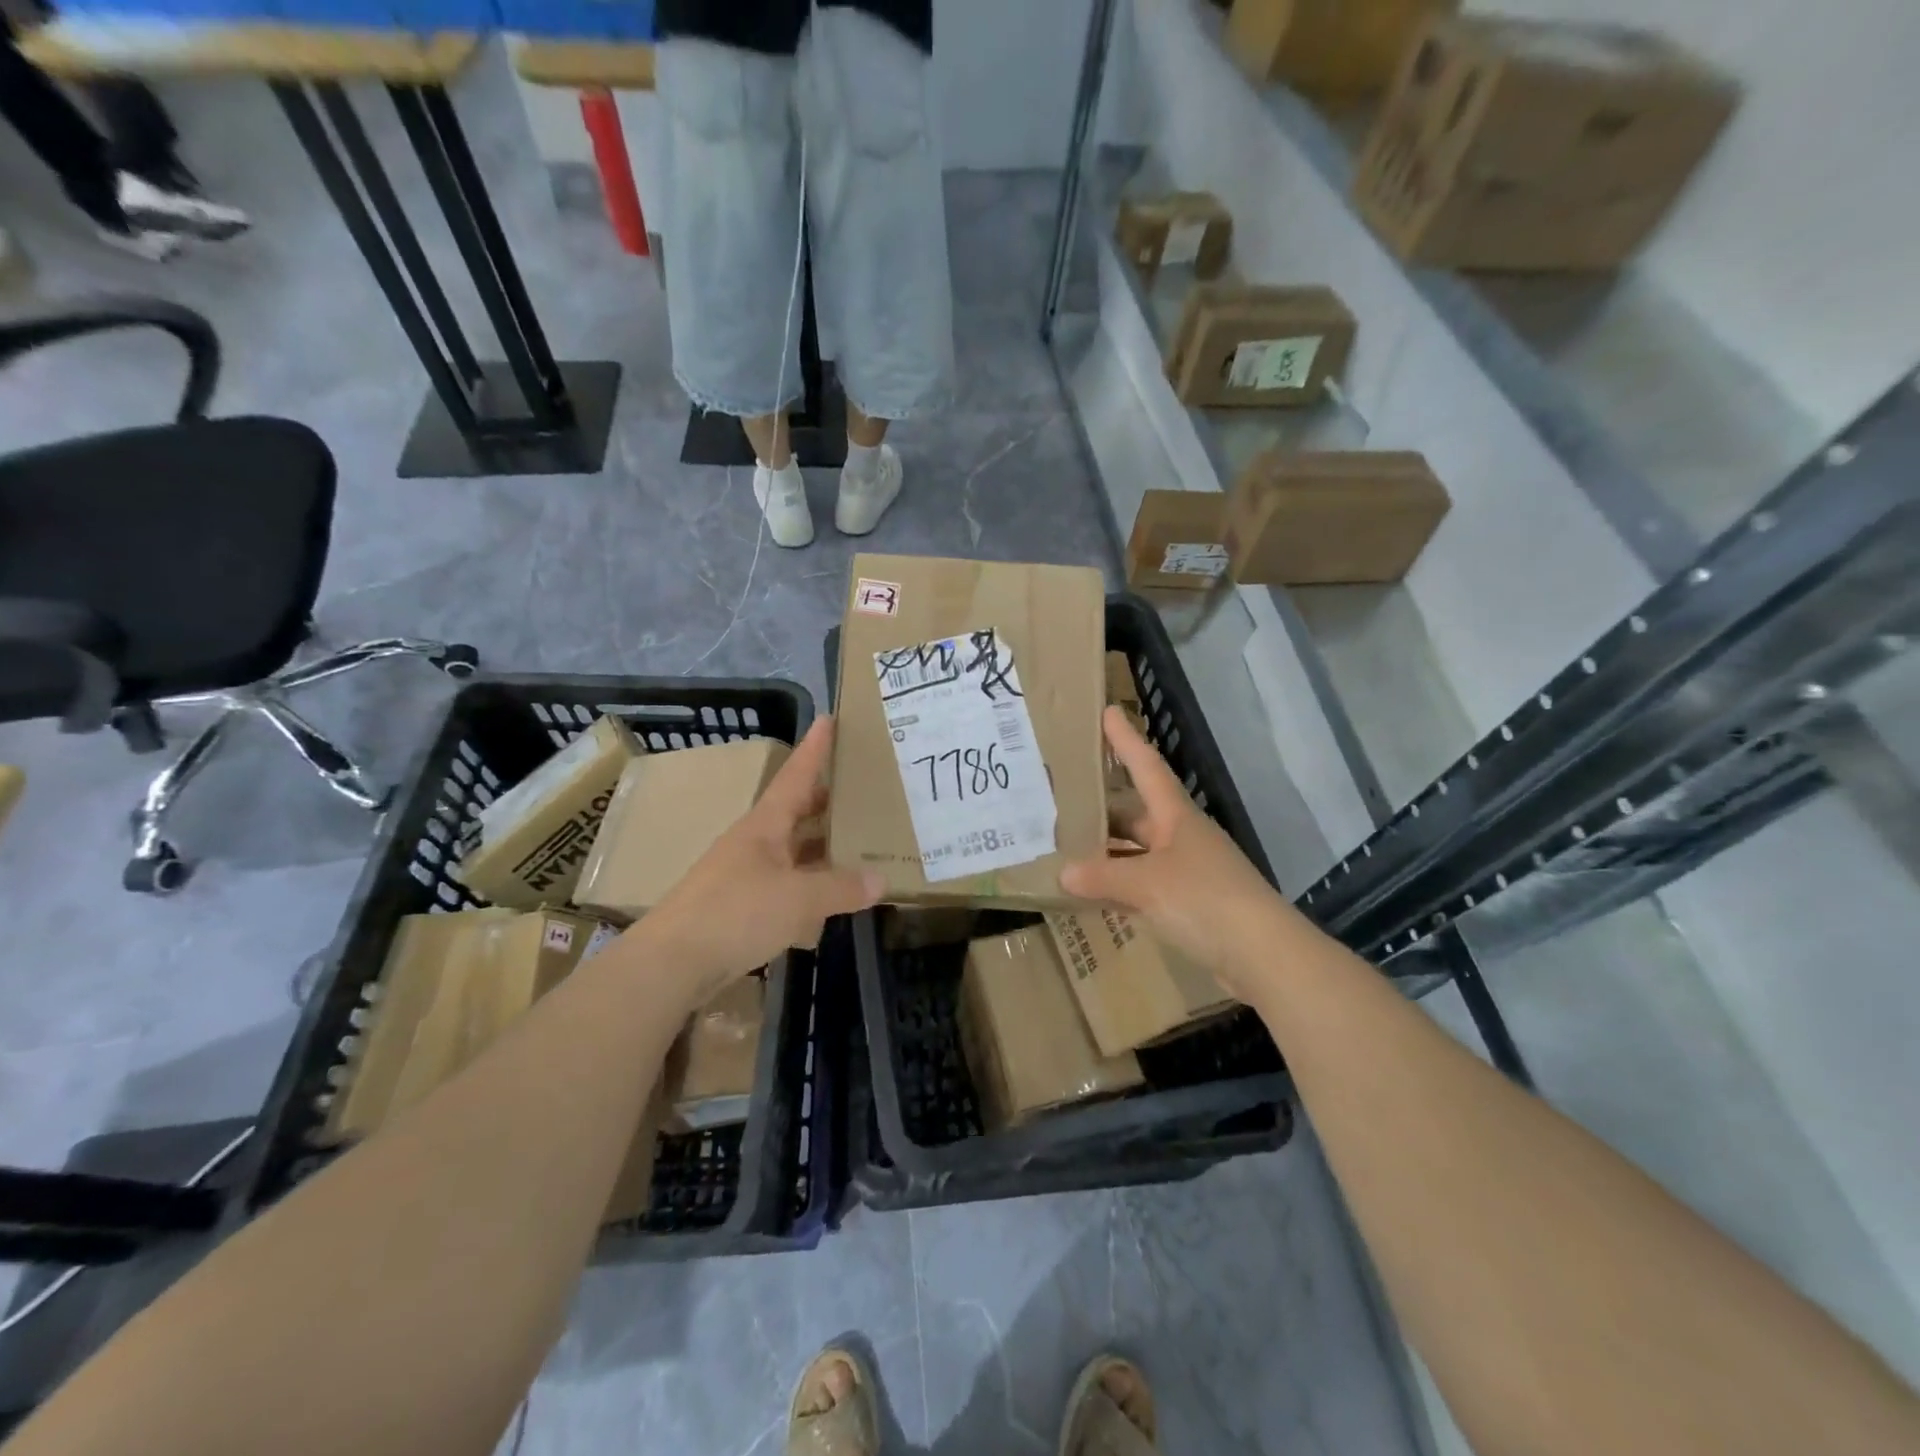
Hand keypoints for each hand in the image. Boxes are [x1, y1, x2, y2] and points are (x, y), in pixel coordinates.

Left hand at [633, 717, 881, 1004]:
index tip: (829, 718)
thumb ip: (841, 888)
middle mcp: (755, 842)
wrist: (672, 962)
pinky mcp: (741, 906)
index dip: (814, 749)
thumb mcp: (799, 899)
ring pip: (792, 851)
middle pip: (796, 811)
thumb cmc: (736, 913)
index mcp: (766, 825)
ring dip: (820, 848)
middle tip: (862, 790)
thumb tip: (880, 880)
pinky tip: (829, 905)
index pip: (796, 776)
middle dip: (826, 801)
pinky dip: (809, 889)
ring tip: (857, 845)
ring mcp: (746, 874)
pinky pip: (785, 886)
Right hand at [1061, 706, 1286, 1000]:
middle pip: (1138, 814)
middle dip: (1104, 808)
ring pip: (1140, 852)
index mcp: (1177, 817)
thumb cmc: (1205, 900)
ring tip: (1068, 849)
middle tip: (1064, 800)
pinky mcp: (1192, 904)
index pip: (1147, 767)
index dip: (1127, 740)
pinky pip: (1146, 885)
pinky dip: (1121, 886)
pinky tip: (1096, 894)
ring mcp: (1189, 871)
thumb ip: (1103, 877)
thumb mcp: (1147, 884)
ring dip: (1109, 852)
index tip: (1108, 711)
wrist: (1263, 955)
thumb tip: (1064, 872)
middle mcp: (1183, 837)